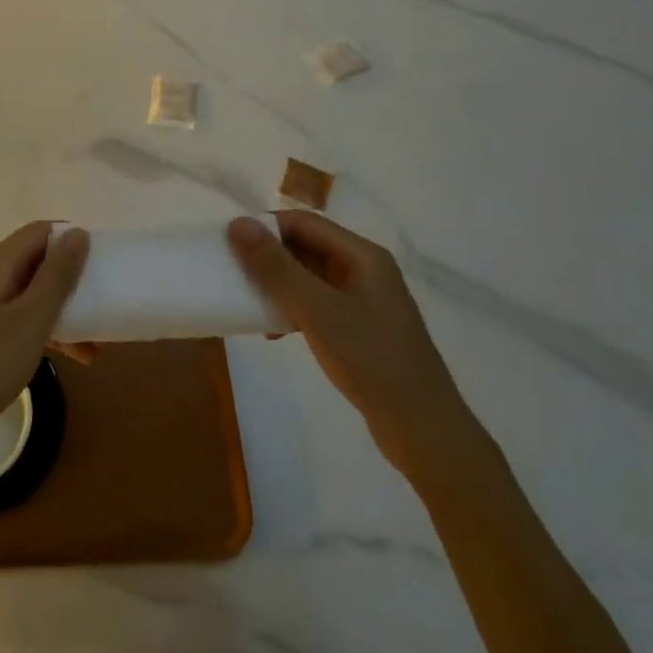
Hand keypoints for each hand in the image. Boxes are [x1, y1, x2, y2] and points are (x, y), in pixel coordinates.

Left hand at [0, 223, 90, 476]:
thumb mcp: (31, 319)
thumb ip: (56, 275)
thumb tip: (77, 232)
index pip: (42, 231)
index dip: (73, 239)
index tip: (105, 263)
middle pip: (39, 260)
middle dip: (74, 279)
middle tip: (106, 303)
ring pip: (35, 292)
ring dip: (67, 310)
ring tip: (99, 342)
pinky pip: (24, 316)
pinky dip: (49, 330)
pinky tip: (75, 356)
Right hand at [227, 212, 482, 481]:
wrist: (423, 429)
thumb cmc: (370, 360)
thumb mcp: (316, 310)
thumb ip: (275, 267)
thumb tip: (237, 224)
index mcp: (362, 256)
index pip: (304, 223)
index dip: (265, 228)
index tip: (229, 244)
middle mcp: (365, 271)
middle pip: (307, 247)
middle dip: (269, 257)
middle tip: (233, 272)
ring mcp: (365, 302)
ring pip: (310, 278)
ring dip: (278, 286)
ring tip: (249, 303)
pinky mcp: (361, 330)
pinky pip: (318, 305)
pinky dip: (293, 310)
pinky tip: (274, 333)